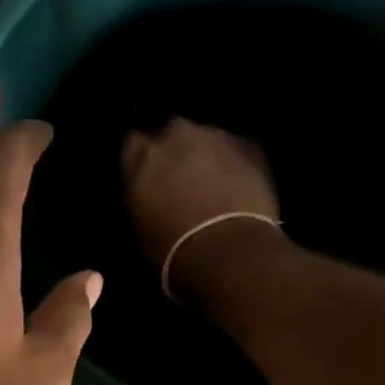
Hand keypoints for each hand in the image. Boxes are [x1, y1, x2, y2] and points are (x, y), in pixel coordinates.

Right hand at [120, 119, 281, 295]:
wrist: (226, 250)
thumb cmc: (171, 247)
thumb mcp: (139, 226)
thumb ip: (140, 196)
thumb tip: (148, 193)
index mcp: (143, 155)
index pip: (133, 145)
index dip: (142, 161)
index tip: (146, 177)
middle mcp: (177, 135)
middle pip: (173, 134)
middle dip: (176, 152)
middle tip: (181, 180)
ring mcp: (216, 136)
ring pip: (207, 140)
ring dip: (207, 157)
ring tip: (213, 186)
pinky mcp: (250, 146)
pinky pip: (236, 151)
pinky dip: (234, 165)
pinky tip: (237, 189)